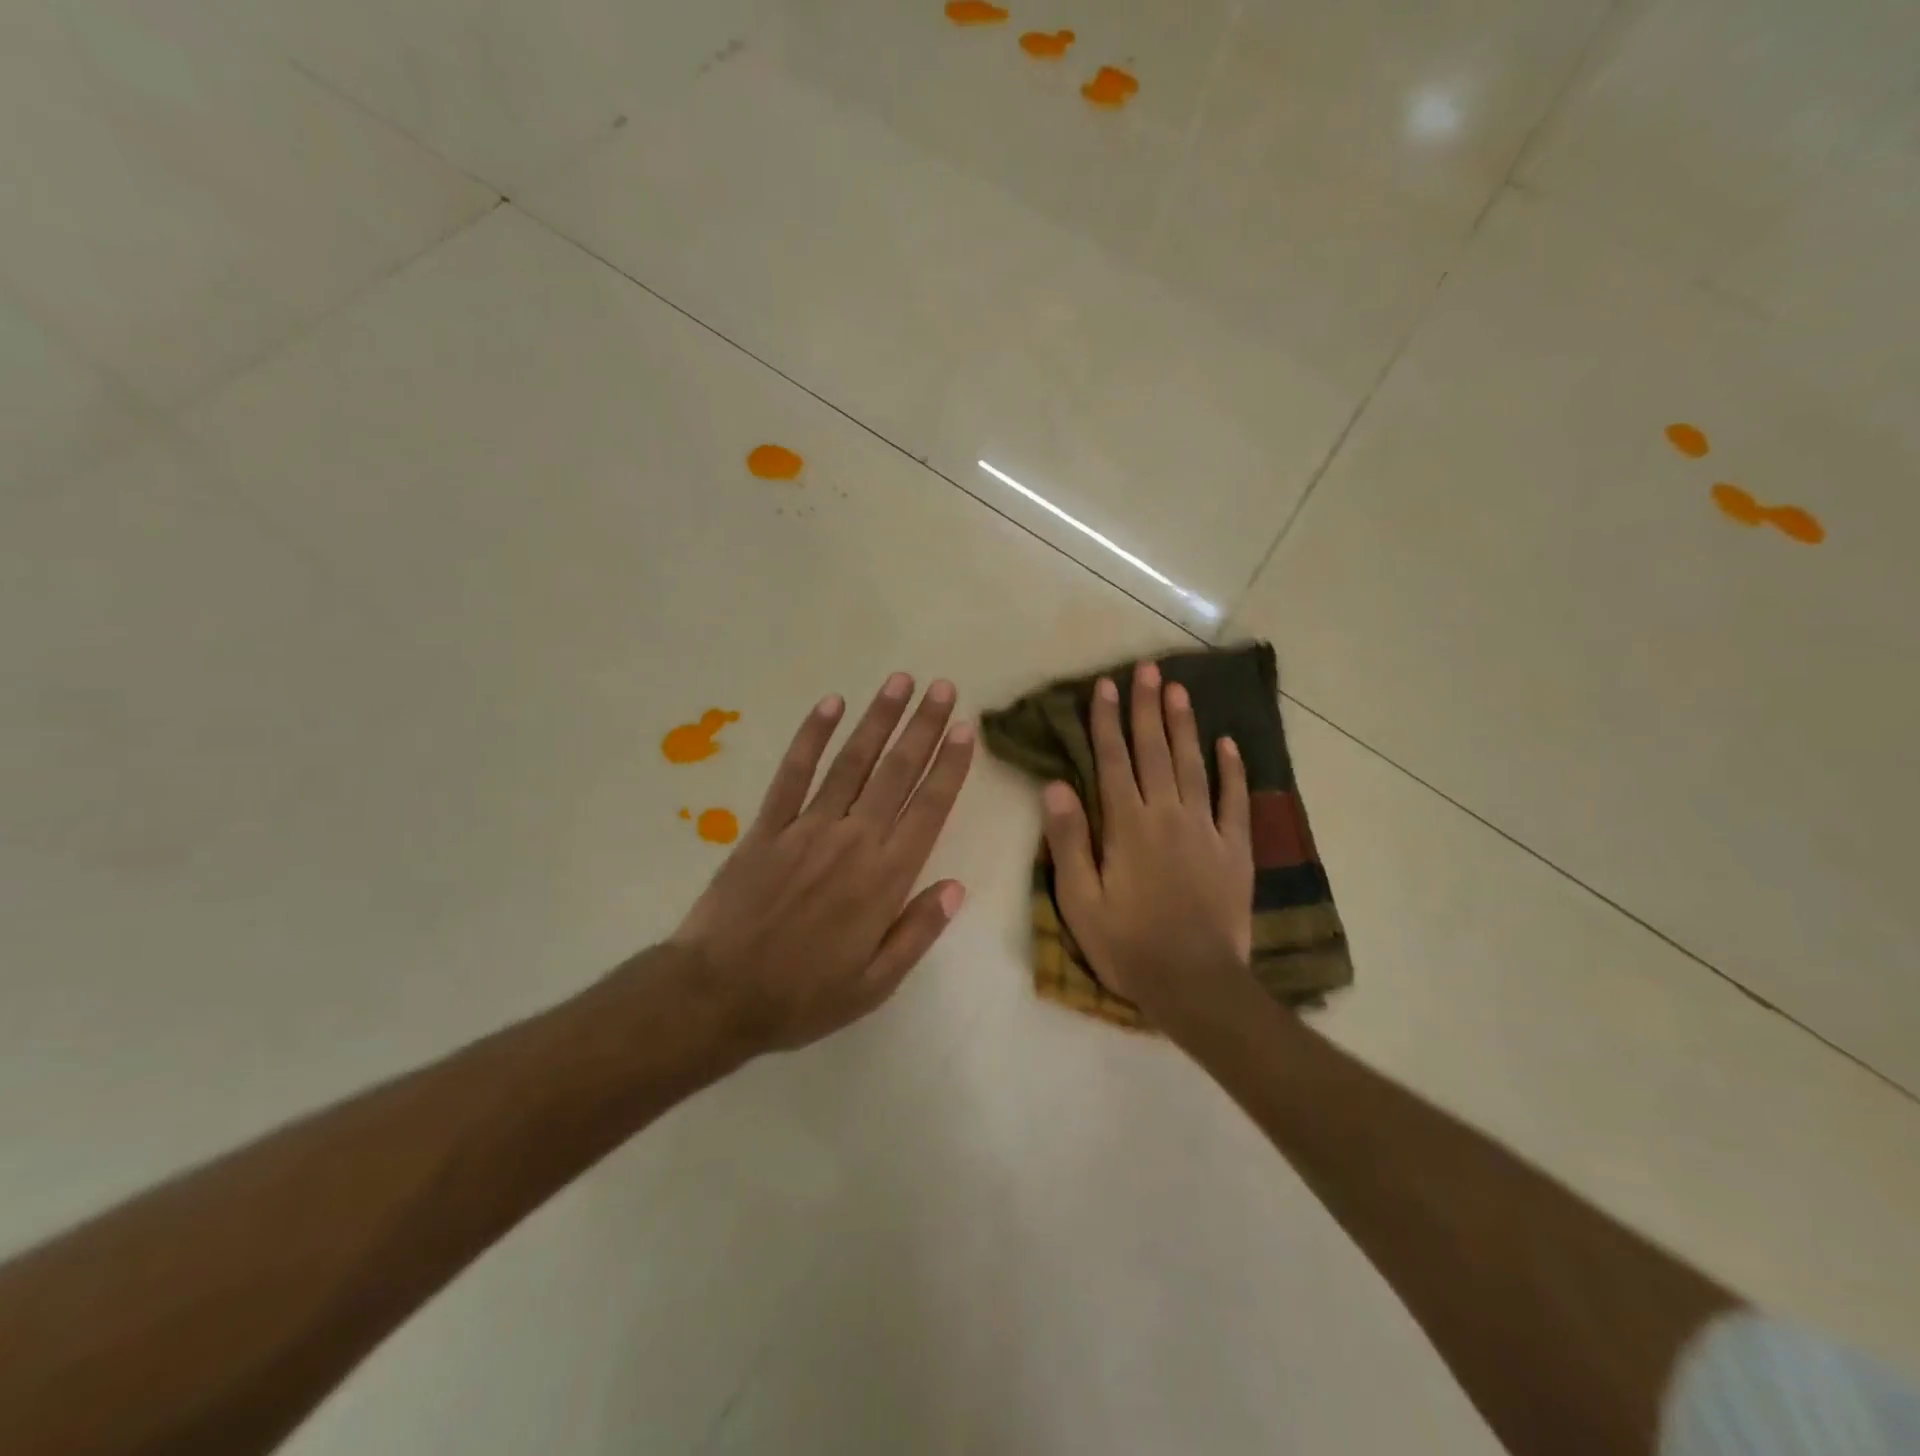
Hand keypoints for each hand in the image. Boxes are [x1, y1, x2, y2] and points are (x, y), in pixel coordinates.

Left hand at [666, 674, 974, 1053]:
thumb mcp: (874, 984)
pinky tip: (830, 704)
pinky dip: (812, 736)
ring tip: (900, 682)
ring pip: (852, 762)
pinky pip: (793, 772)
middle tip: (943, 688)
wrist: (717, 994)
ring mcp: (807, 827)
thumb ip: (917, 932)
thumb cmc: (802, 996)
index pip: (928, 809)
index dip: (949, 766)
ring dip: (878, 719)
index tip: (965, 730)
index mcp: (884, 878)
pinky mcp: (768, 826)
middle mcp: (853, 840)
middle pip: (896, 773)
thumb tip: (955, 888)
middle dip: (923, 727)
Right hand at [1042, 661, 1254, 1029]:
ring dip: (1184, 726)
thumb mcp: (1080, 900)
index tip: (1105, 686)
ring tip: (1179, 690)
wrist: (1195, 984)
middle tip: (1146, 669)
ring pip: (1194, 766)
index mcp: (1127, 826)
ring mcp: (1206, 830)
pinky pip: (1235, 801)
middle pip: (1155, 752)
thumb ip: (1068, 841)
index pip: (1112, 762)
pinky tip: (1229, 744)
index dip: (1106, 722)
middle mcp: (1167, 816)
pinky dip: (1232, 771)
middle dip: (1147, 708)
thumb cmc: (1128, 944)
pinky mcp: (1235, 850)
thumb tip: (1055, 786)